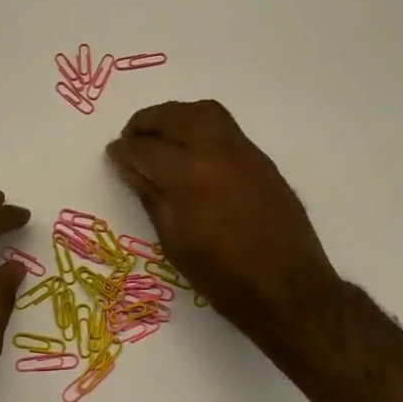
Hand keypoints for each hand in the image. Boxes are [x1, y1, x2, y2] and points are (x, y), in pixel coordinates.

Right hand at [107, 101, 345, 369]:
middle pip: (175, 116)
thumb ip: (150, 195)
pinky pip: (225, 128)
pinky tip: (191, 152)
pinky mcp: (261, 160)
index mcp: (188, 176)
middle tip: (132, 137)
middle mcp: (216, 152)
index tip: (114, 154)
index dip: (124, 150)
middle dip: (147, 122)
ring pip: (204, 112)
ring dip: (176, 117)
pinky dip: (200, 128)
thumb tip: (130, 166)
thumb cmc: (222, 276)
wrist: (288, 289)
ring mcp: (244, 152)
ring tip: (161, 137)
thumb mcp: (174, 241)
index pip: (145, 148)